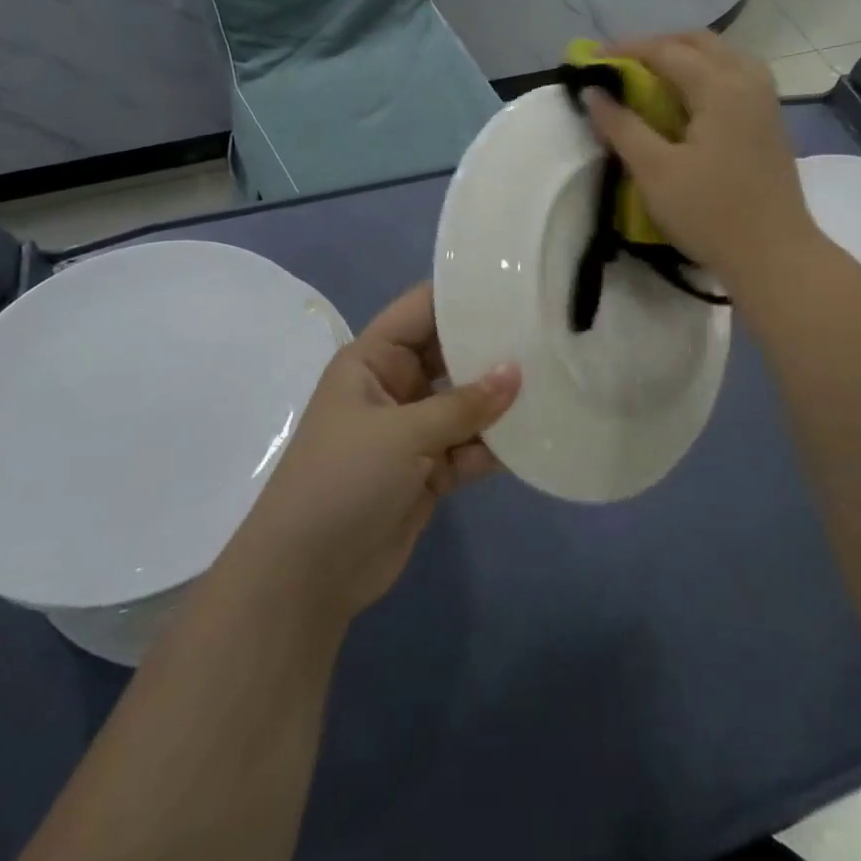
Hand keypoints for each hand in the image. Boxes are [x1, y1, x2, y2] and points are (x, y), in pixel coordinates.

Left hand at [231, 283, 519, 624]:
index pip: (422, 309)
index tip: (515, 284)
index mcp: (374, 359)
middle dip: (492, 349)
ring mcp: (413, 429)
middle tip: (547, 333)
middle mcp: (396, 385)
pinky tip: (533, 439)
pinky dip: (494, 445)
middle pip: (451, 353)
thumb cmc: (343, 480)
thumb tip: (517, 372)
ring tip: (552, 384)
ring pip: (466, 402)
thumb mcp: (402, 434)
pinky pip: (470, 445)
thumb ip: (463, 404)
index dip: (463, 295)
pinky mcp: (429, 470)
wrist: (308, 576)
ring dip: (500, 402)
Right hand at [583, 31, 821, 288]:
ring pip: (720, 55)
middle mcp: (748, 80)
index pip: (665, 51)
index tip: (589, 59)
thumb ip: (621, 126)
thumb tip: (593, 93)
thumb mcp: (655, 171)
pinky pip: (733, 75)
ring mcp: (764, 99)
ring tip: (649, 78)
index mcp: (721, 86)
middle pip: (698, 42)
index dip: (624, 51)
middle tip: (619, 65)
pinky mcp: (769, 120)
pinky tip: (685, 100)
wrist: (775, 255)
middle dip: (655, 46)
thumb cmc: (711, 213)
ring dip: (683, 57)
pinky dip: (703, 74)